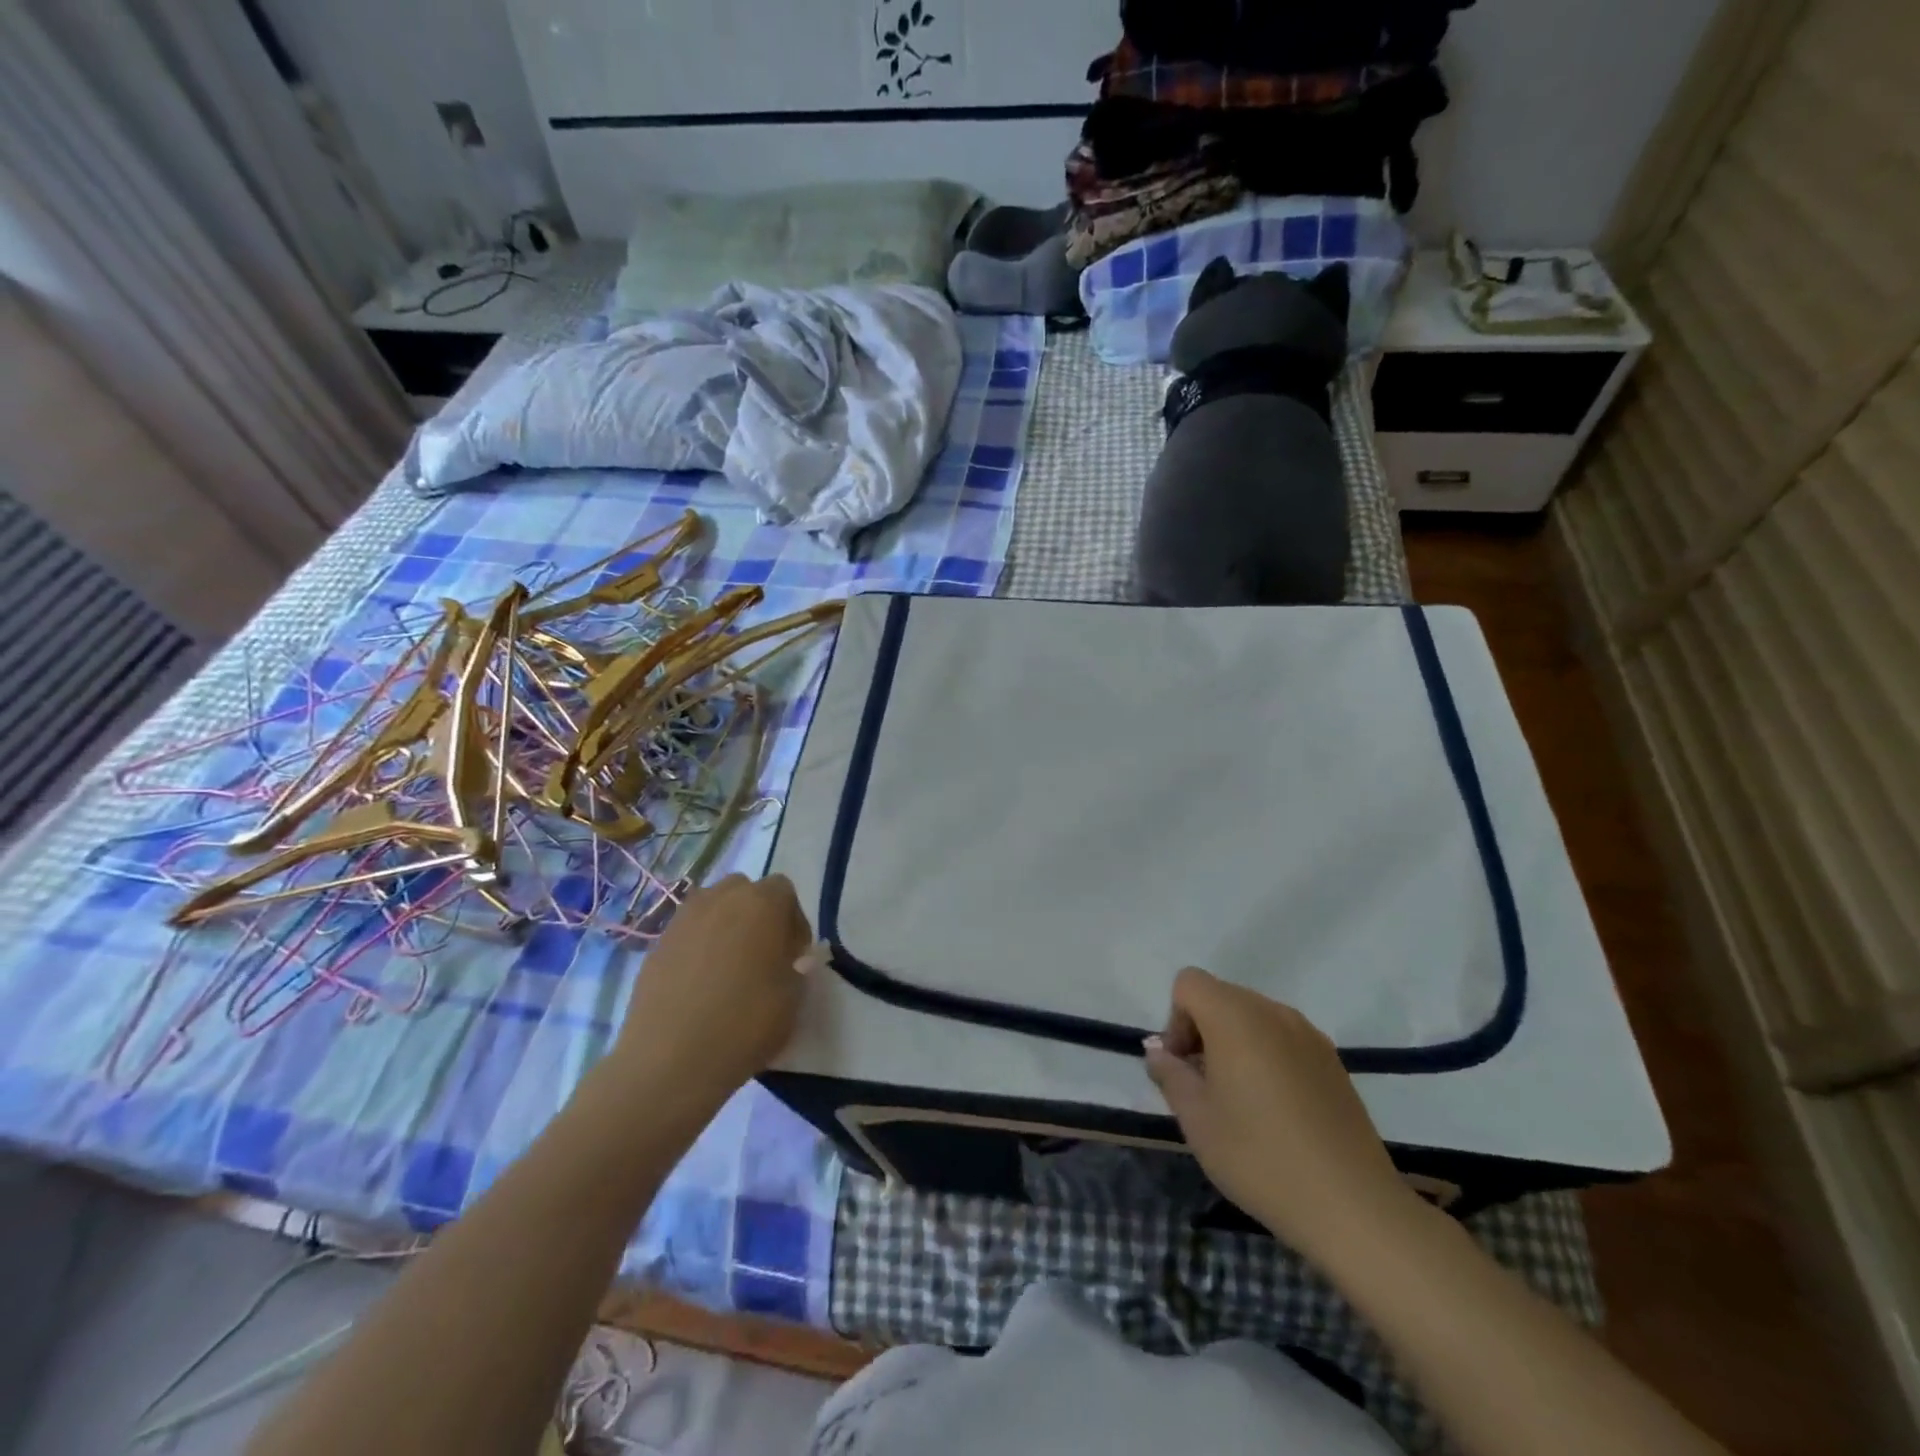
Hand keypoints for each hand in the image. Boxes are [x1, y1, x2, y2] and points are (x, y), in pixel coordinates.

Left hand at [608, 873, 814, 1108]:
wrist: (671, 1060)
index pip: (784, 891)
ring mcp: (683, 920)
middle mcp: (720, 899)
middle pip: (744, 891)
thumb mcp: (793, 999)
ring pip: (712, 908)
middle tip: (763, 956)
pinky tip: (700, 985)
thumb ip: (798, 969)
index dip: (793, 921)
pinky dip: (698, 948)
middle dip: (757, 916)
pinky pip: (687, 934)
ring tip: (729, 969)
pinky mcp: (656, 945)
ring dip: (725, 927)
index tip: (794, 955)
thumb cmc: (745, 1023)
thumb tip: (791, 961)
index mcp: (761, 903)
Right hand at [1144, 966, 1419, 1266]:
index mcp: (1235, 1016)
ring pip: (1254, 1017)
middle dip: (1202, 1031)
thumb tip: (1159, 1052)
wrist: (1353, 1207)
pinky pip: (1283, 1039)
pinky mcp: (1333, 1061)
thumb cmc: (1260, 1157)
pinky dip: (1267, 1057)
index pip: (1189, 983)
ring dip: (1234, 1044)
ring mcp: (1309, 1035)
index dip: (1175, 1020)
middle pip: (1221, 996)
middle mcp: (1273, 1011)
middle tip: (1203, 1088)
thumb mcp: (1197, 1120)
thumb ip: (1170, 1074)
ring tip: (1240, 1102)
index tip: (1183, 1068)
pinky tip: (1276, 1111)